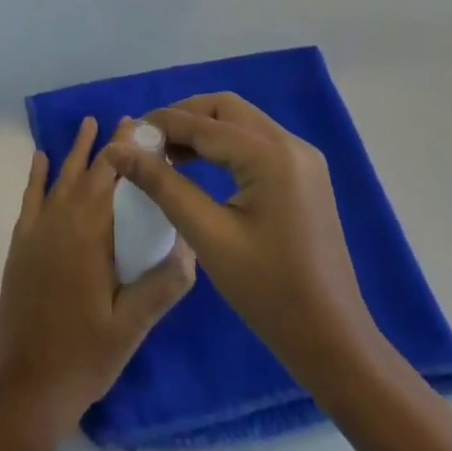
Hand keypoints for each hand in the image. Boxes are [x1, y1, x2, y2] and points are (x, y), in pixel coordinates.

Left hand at [0, 118, 196, 434]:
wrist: (27, 388)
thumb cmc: (84, 357)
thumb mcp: (132, 327)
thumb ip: (162, 285)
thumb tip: (192, 246)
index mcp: (91, 236)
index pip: (112, 179)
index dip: (127, 151)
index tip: (143, 128)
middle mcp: (61, 222)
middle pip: (88, 173)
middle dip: (108, 146)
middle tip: (126, 120)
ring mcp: (37, 232)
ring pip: (60, 179)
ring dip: (75, 151)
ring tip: (88, 123)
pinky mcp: (20, 246)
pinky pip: (30, 199)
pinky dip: (37, 176)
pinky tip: (41, 158)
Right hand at [103, 93, 378, 393]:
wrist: (333, 341)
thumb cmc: (268, 293)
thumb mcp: (208, 237)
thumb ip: (163, 185)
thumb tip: (118, 149)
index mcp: (271, 156)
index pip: (204, 124)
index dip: (161, 125)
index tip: (126, 136)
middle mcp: (291, 144)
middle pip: (225, 109)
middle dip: (184, 118)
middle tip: (148, 143)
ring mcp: (303, 158)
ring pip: (241, 122)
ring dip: (203, 129)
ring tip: (166, 154)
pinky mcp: (305, 175)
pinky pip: (256, 142)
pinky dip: (224, 145)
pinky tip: (200, 166)